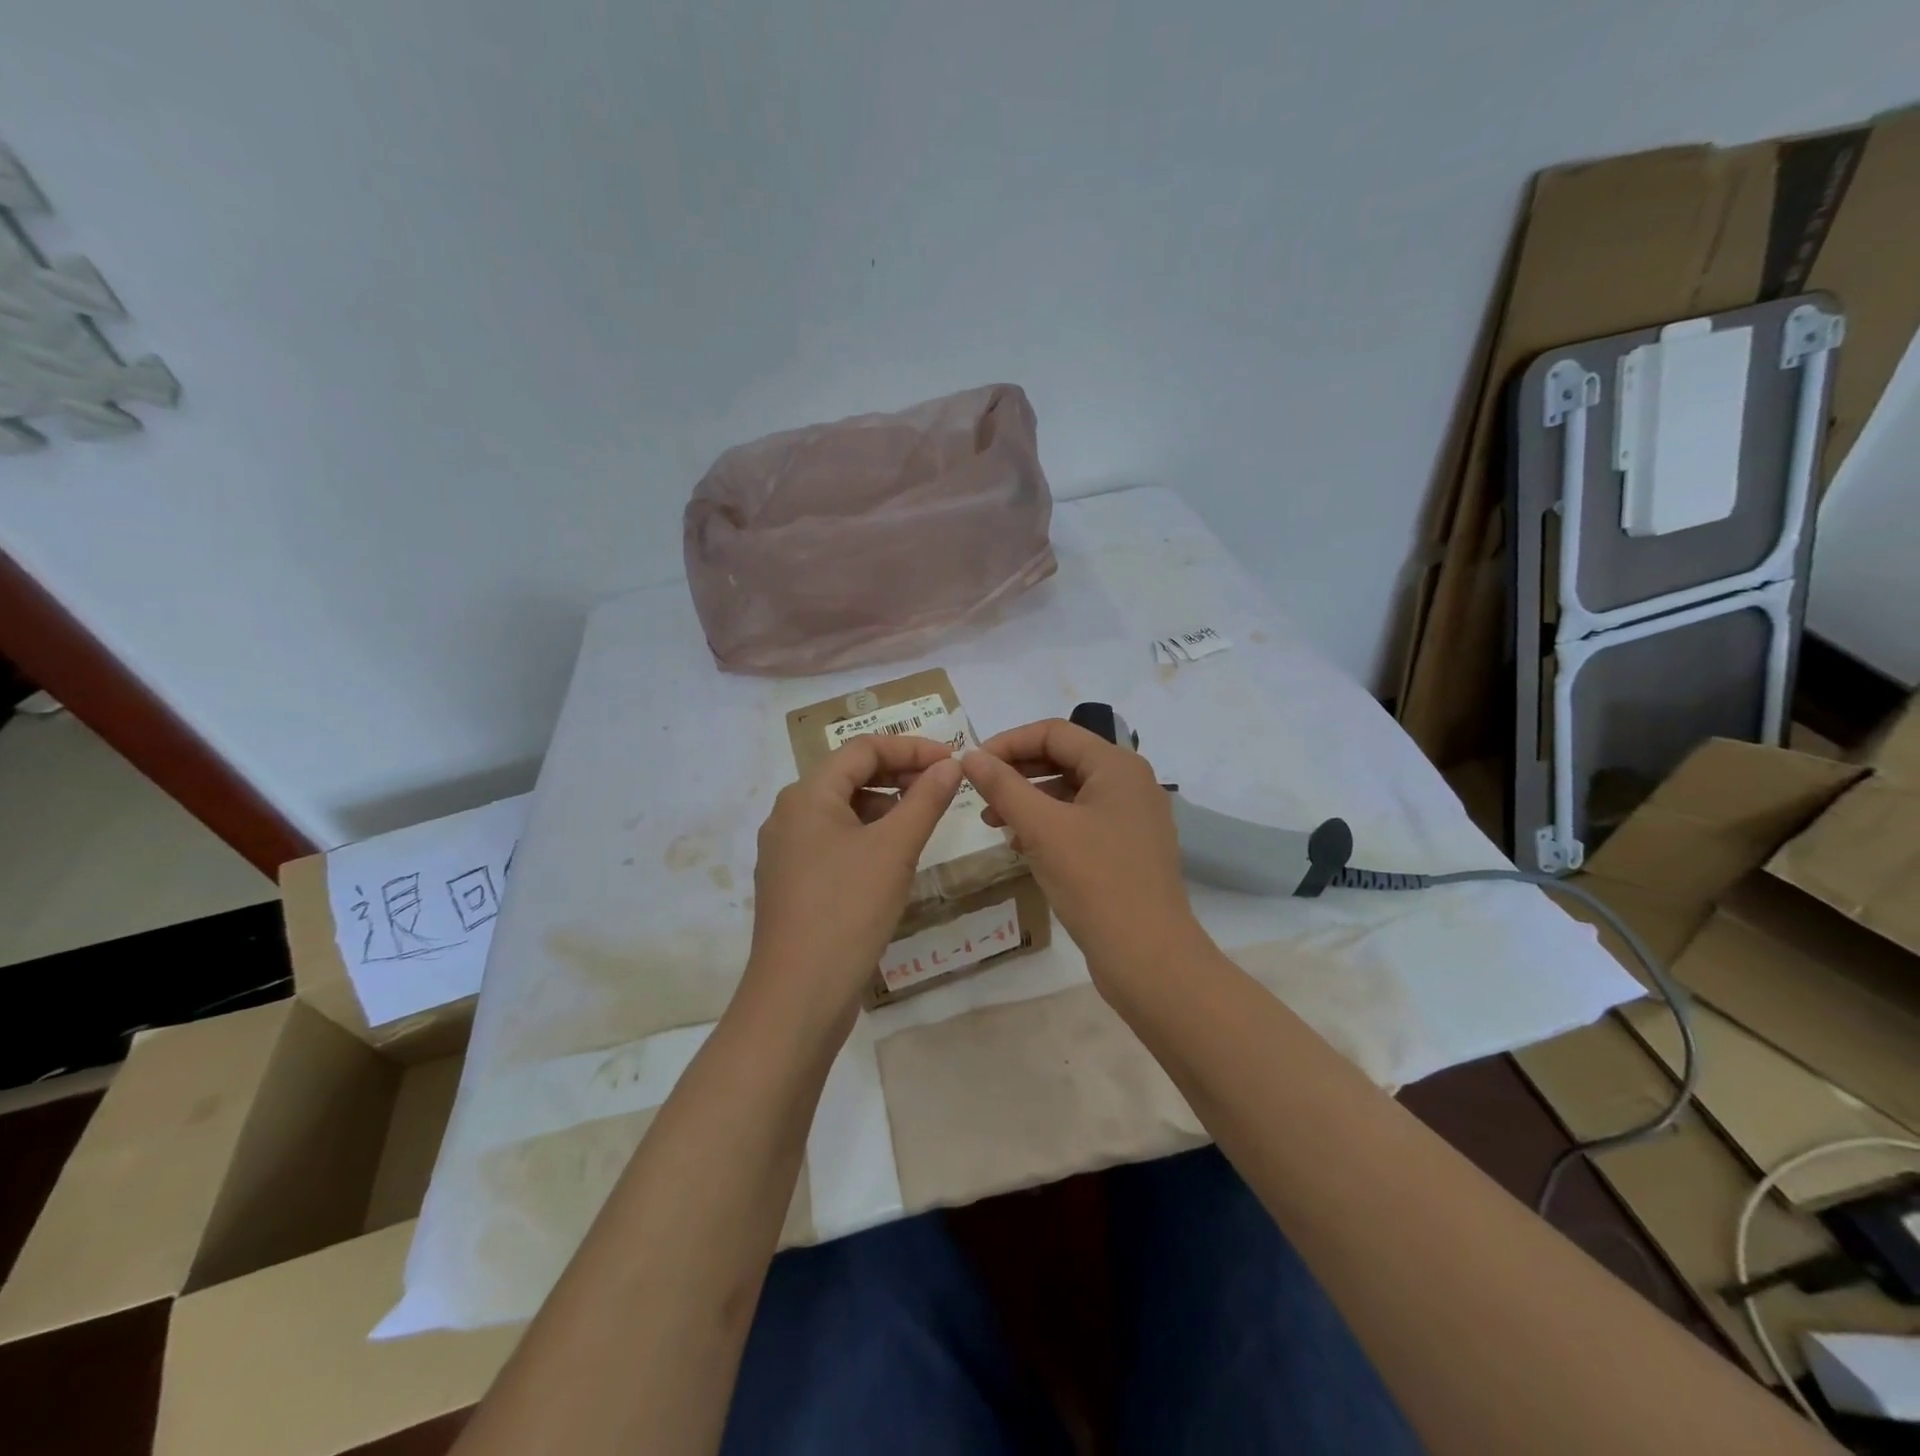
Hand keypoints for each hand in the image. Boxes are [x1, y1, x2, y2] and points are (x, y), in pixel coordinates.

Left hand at [742, 734, 963, 1025]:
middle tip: (944, 787)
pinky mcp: (793, 883)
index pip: (863, 749)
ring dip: (885, 806)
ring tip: (924, 820)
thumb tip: (950, 765)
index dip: (910, 748)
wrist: (797, 996)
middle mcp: (789, 815)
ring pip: (842, 810)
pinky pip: (834, 841)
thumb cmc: (848, 910)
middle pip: (849, 776)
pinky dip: (868, 836)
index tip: (952, 760)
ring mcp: (786, 851)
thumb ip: (925, 800)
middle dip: (898, 774)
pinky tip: (894, 857)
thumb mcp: (895, 849)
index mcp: (807, 795)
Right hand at [960, 719, 1203, 987]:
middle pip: (1064, 759)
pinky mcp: (1127, 849)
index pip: (1054, 732)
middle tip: (978, 793)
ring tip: (993, 822)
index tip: (972, 764)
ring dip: (1029, 800)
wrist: (1148, 957)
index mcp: (1117, 766)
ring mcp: (1132, 818)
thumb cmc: (1095, 881)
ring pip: (1071, 793)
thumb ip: (1003, 786)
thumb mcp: (1041, 828)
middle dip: (1017, 772)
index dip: (1009, 742)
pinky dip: (1048, 825)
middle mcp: (1130, 784)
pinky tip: (1020, 844)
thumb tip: (970, 756)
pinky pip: (1081, 821)